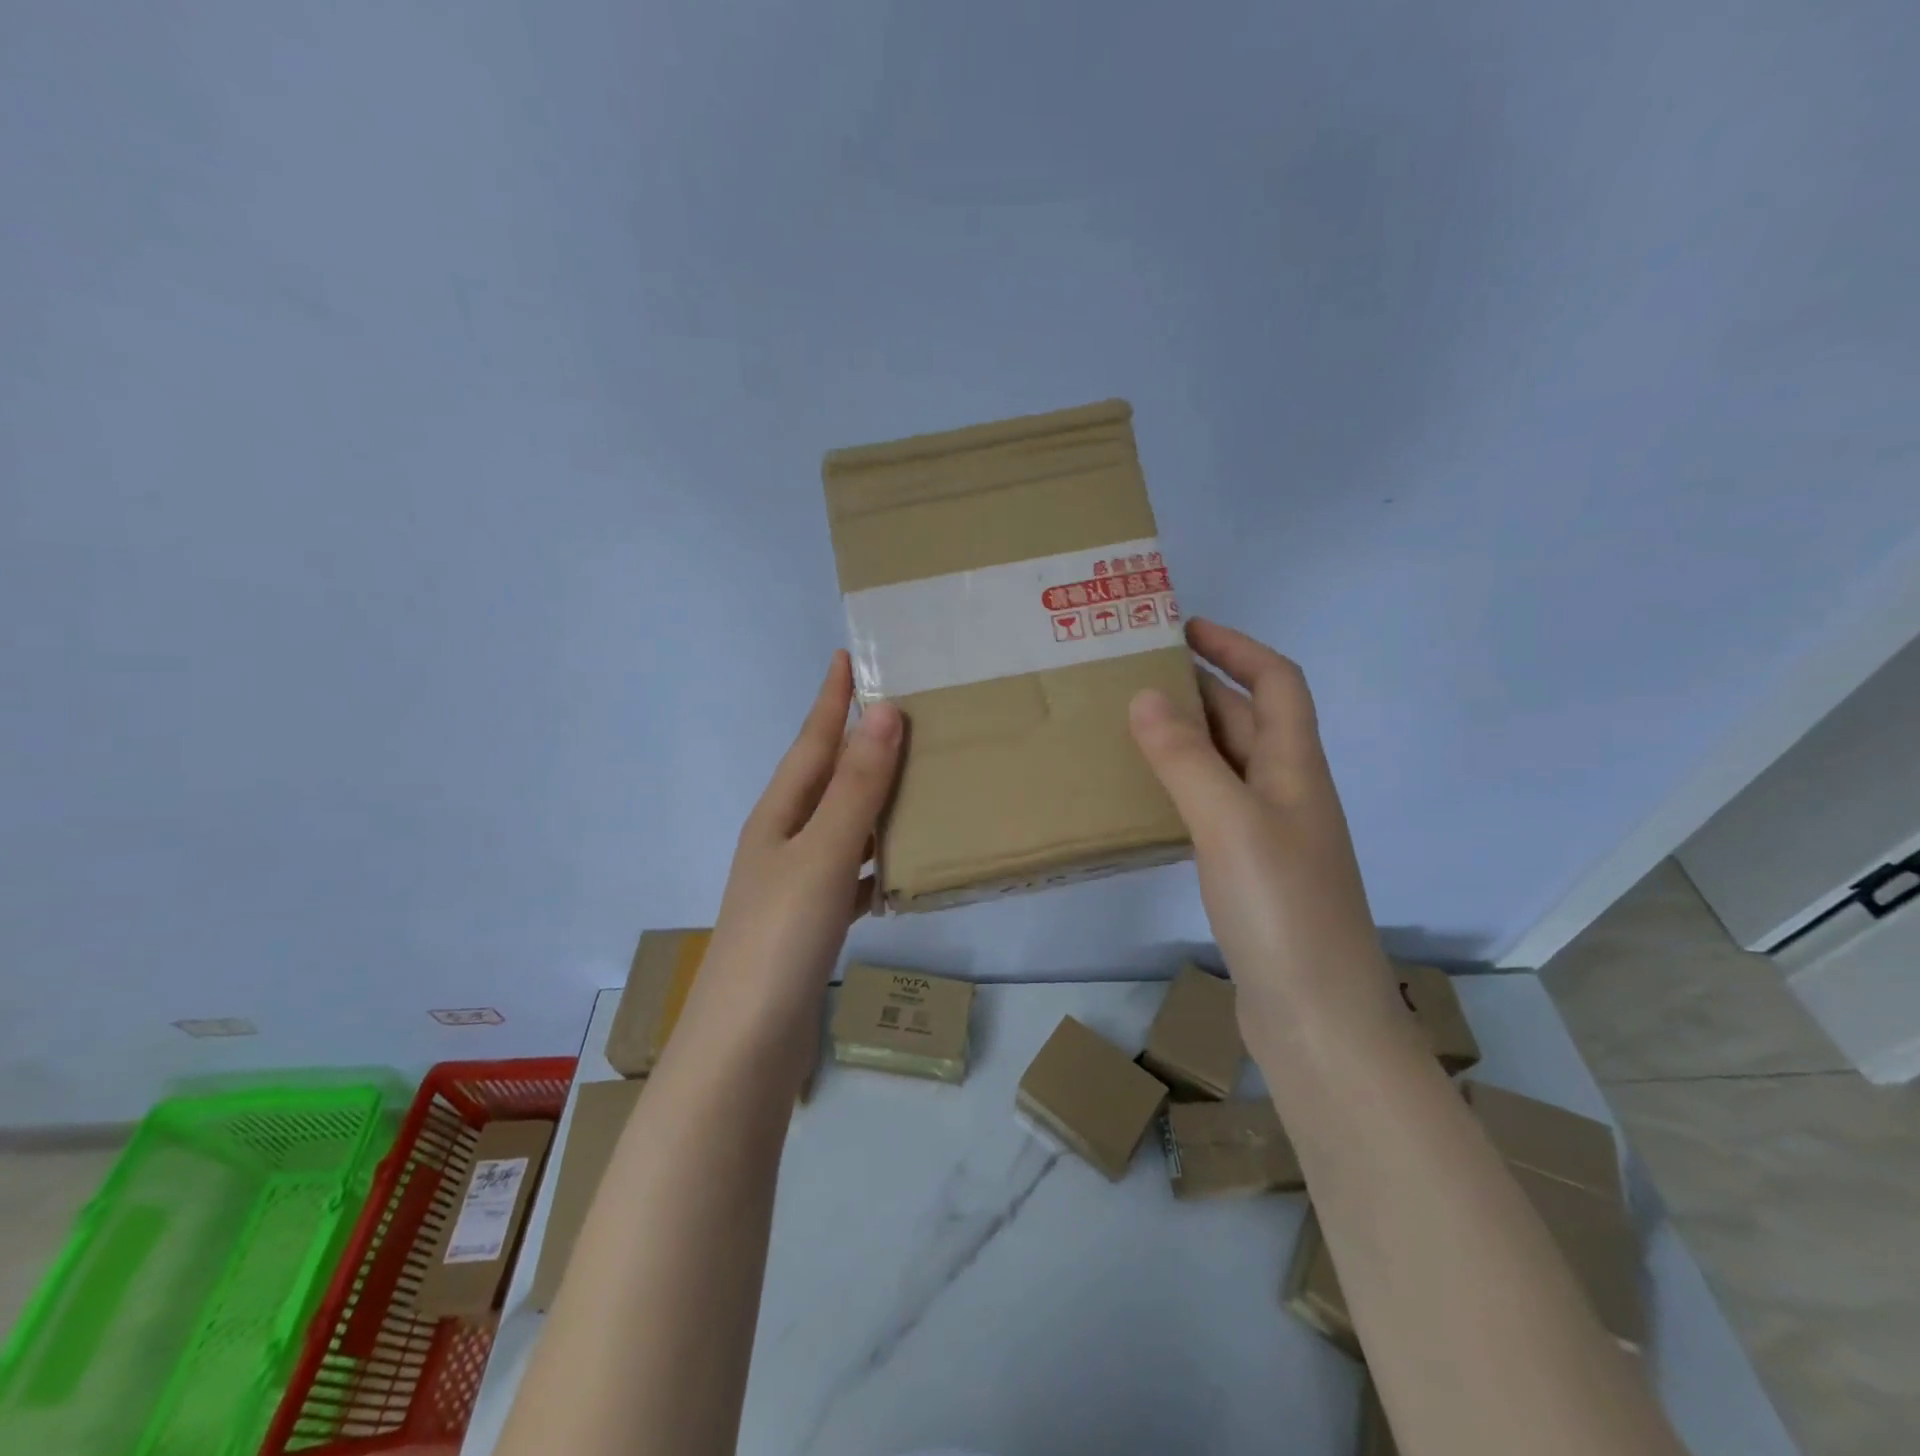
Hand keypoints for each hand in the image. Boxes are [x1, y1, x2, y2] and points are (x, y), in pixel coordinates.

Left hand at [691, 652, 902, 1065]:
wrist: (747, 1047)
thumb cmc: (780, 939)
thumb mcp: (823, 854)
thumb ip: (856, 787)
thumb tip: (884, 712)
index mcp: (778, 815)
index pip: (811, 742)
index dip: (830, 699)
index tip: (846, 654)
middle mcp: (783, 841)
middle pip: (826, 778)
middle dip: (858, 743)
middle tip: (903, 710)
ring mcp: (797, 884)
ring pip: (843, 825)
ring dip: (874, 799)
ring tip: (918, 777)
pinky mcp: (813, 922)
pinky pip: (853, 872)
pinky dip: (878, 859)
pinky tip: (906, 864)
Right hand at [1128, 619, 1398, 1049]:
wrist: (1319, 1020)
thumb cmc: (1282, 911)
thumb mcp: (1230, 823)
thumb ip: (1186, 759)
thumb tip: (1146, 695)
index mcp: (1296, 768)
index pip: (1276, 682)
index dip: (1236, 647)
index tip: (1184, 628)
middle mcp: (1290, 793)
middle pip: (1250, 719)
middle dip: (1203, 686)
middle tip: (1139, 675)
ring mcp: (1273, 836)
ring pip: (1230, 764)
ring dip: (1191, 737)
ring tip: (1133, 727)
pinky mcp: (1253, 874)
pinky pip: (1216, 806)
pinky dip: (1185, 786)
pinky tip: (1150, 797)